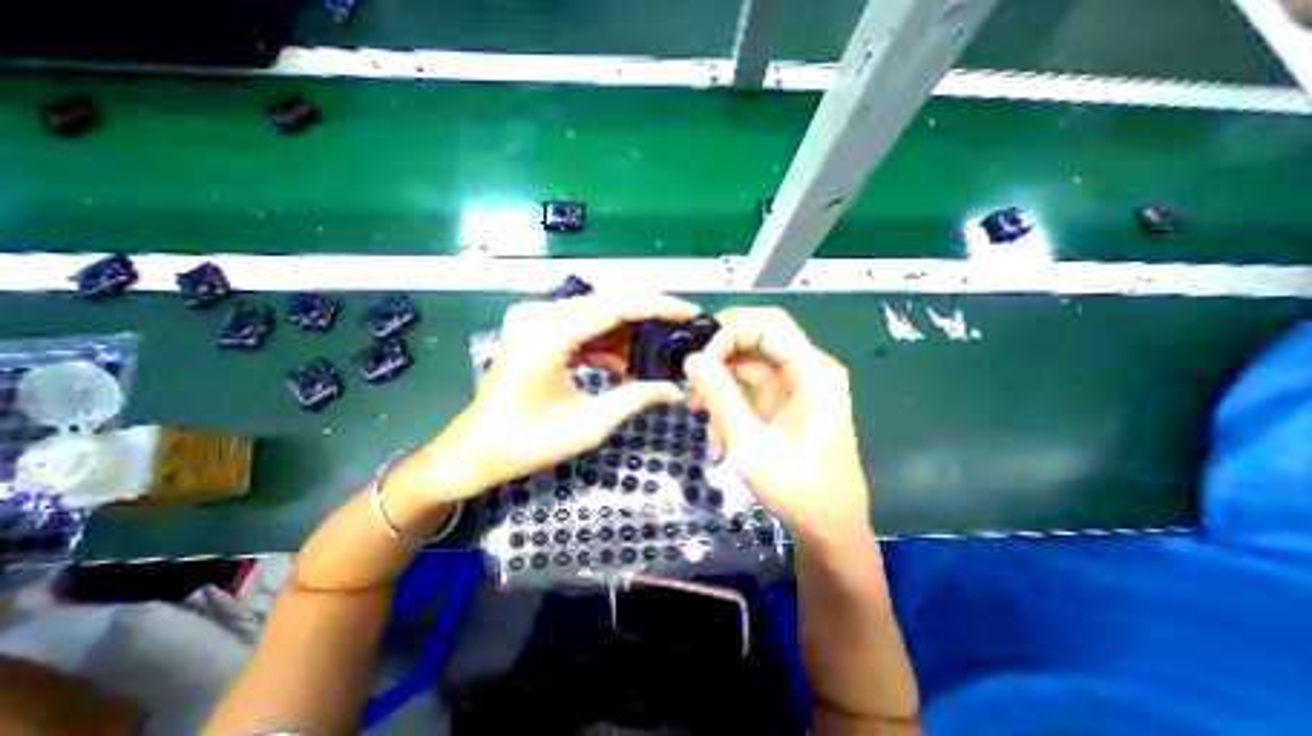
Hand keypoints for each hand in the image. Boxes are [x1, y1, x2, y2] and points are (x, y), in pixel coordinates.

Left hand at [454, 290, 702, 488]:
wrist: (477, 449)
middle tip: (681, 335)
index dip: (658, 307)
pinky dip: (607, 344)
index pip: (615, 307)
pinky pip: (583, 328)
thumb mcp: (589, 424)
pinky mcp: (537, 329)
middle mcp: (539, 314)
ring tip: (659, 356)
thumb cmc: (526, 443)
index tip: (690, 312)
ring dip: (628, 336)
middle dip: (647, 321)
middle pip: (608, 306)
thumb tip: (677, 390)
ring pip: (598, 316)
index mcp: (548, 334)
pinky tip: (626, 364)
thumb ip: (636, 399)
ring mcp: (535, 319)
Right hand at [689, 304, 868, 544]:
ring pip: (748, 363)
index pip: (768, 326)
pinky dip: (729, 405)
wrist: (829, 528)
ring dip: (721, 385)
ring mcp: (794, 386)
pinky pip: (748, 388)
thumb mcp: (751, 444)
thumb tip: (692, 359)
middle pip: (759, 336)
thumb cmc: (799, 490)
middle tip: (694, 371)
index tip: (700, 364)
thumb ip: (721, 397)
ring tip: (701, 417)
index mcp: (814, 372)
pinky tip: (717, 436)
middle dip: (722, 350)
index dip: (729, 334)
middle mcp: (807, 370)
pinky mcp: (782, 402)